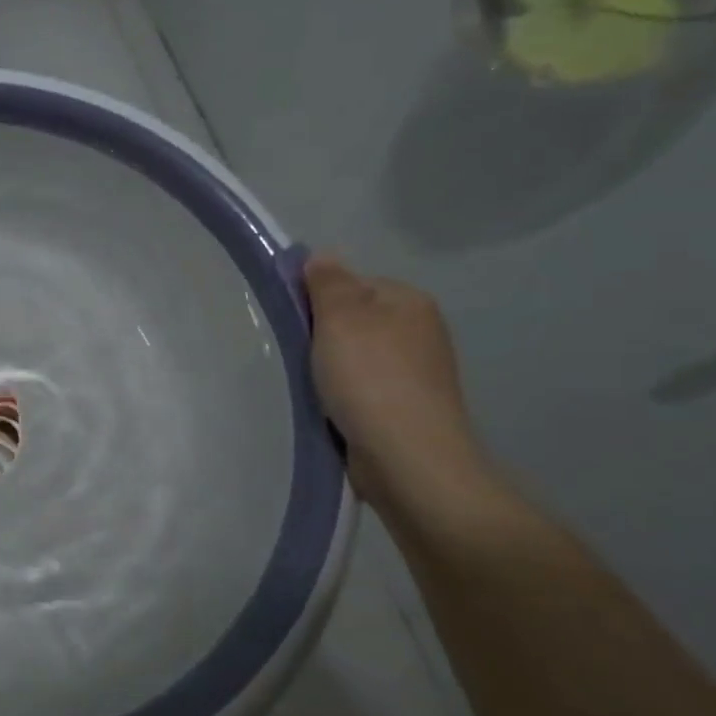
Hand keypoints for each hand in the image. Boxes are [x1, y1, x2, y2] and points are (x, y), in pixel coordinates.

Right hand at [303, 254, 486, 510]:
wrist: (408, 458)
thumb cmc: (370, 378)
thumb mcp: (340, 318)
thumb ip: (328, 282)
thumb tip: (322, 256)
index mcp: (409, 301)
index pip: (351, 284)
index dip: (317, 299)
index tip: (295, 323)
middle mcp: (419, 331)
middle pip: (354, 320)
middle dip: (323, 336)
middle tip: (297, 356)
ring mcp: (416, 373)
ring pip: (356, 357)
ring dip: (330, 369)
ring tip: (310, 387)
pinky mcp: (406, 409)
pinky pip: (362, 389)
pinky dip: (343, 396)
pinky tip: (329, 410)